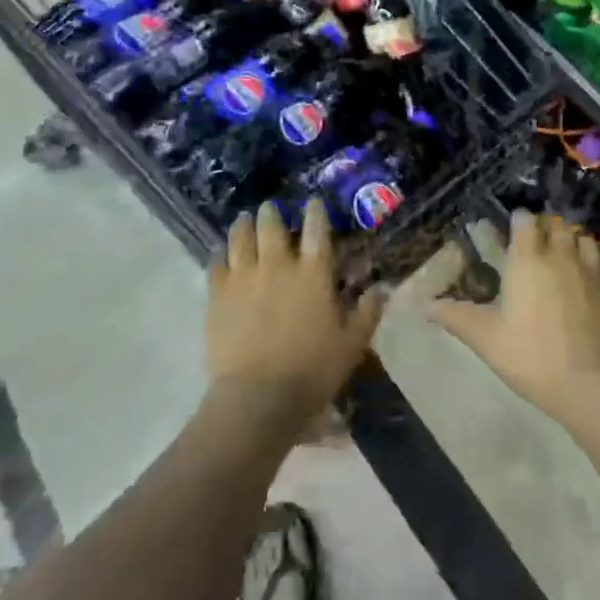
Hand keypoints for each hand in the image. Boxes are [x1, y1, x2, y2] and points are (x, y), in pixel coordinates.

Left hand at [205, 200, 385, 434]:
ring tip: (245, 220)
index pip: (316, 229)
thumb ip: (367, 312)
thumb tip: (383, 288)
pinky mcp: (218, 295)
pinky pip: (216, 263)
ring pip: (241, 237)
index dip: (315, 211)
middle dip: (272, 212)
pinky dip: (220, 253)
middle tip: (271, 208)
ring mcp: (244, 277)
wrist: (258, 398)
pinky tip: (221, 252)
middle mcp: (278, 265)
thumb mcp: (351, 344)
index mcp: (313, 273)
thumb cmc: (312, 371)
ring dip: (244, 224)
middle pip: (272, 225)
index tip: (313, 201)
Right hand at [428, 210, 599, 426]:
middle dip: (545, 226)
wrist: (593, 383)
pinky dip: (594, 261)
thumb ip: (455, 317)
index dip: (518, 221)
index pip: (524, 220)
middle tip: (534, 243)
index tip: (510, 232)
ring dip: (571, 239)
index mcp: (528, 259)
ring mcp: (590, 270)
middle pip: (556, 223)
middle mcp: (560, 254)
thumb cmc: (532, 356)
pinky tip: (587, 277)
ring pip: (582, 237)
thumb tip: (423, 304)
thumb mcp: (486, 338)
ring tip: (562, 254)